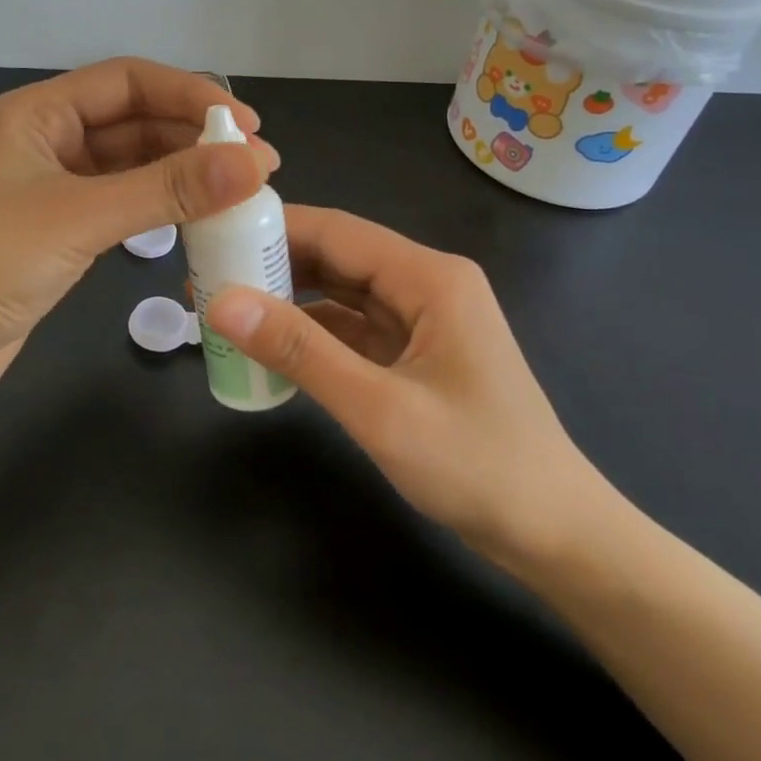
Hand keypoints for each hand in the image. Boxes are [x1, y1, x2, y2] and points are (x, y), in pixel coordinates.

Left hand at [0, 58, 276, 416]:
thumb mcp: (80, 218)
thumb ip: (166, 189)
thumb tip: (251, 163)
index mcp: (36, 114)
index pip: (127, 82)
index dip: (190, 95)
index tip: (247, 126)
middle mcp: (46, 141)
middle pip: (134, 121)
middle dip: (195, 137)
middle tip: (258, 164)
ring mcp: (53, 189)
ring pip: (132, 165)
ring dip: (183, 174)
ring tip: (240, 191)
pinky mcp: (61, 232)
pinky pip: (123, 204)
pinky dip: (161, 207)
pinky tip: (199, 218)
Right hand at [205, 207, 612, 580]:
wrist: (554, 533)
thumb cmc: (476, 466)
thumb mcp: (378, 408)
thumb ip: (300, 351)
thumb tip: (221, 302)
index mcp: (429, 277)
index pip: (337, 231)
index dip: (272, 227)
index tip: (213, 234)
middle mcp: (425, 285)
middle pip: (336, 256)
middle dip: (272, 263)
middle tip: (206, 275)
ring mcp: (421, 320)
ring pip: (340, 292)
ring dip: (287, 298)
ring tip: (224, 306)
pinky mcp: (413, 353)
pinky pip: (351, 329)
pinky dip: (310, 333)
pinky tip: (269, 344)